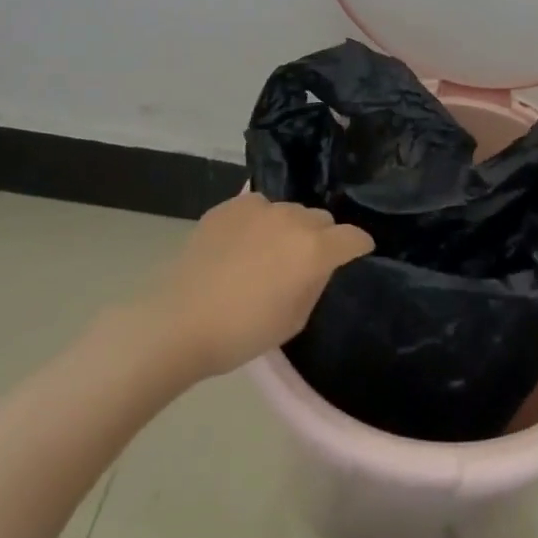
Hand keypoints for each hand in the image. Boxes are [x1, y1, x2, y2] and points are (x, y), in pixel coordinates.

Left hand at [157, 192, 374, 378]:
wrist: (178, 322)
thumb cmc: (242, 332)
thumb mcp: (294, 319)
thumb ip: (315, 283)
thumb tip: (319, 265)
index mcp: (315, 249)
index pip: (353, 237)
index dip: (359, 246)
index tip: (356, 254)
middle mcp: (293, 219)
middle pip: (322, 219)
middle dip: (321, 237)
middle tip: (303, 262)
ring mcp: (260, 207)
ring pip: (289, 211)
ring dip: (288, 228)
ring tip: (267, 252)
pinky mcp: (230, 205)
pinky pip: (257, 207)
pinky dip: (258, 222)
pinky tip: (241, 244)